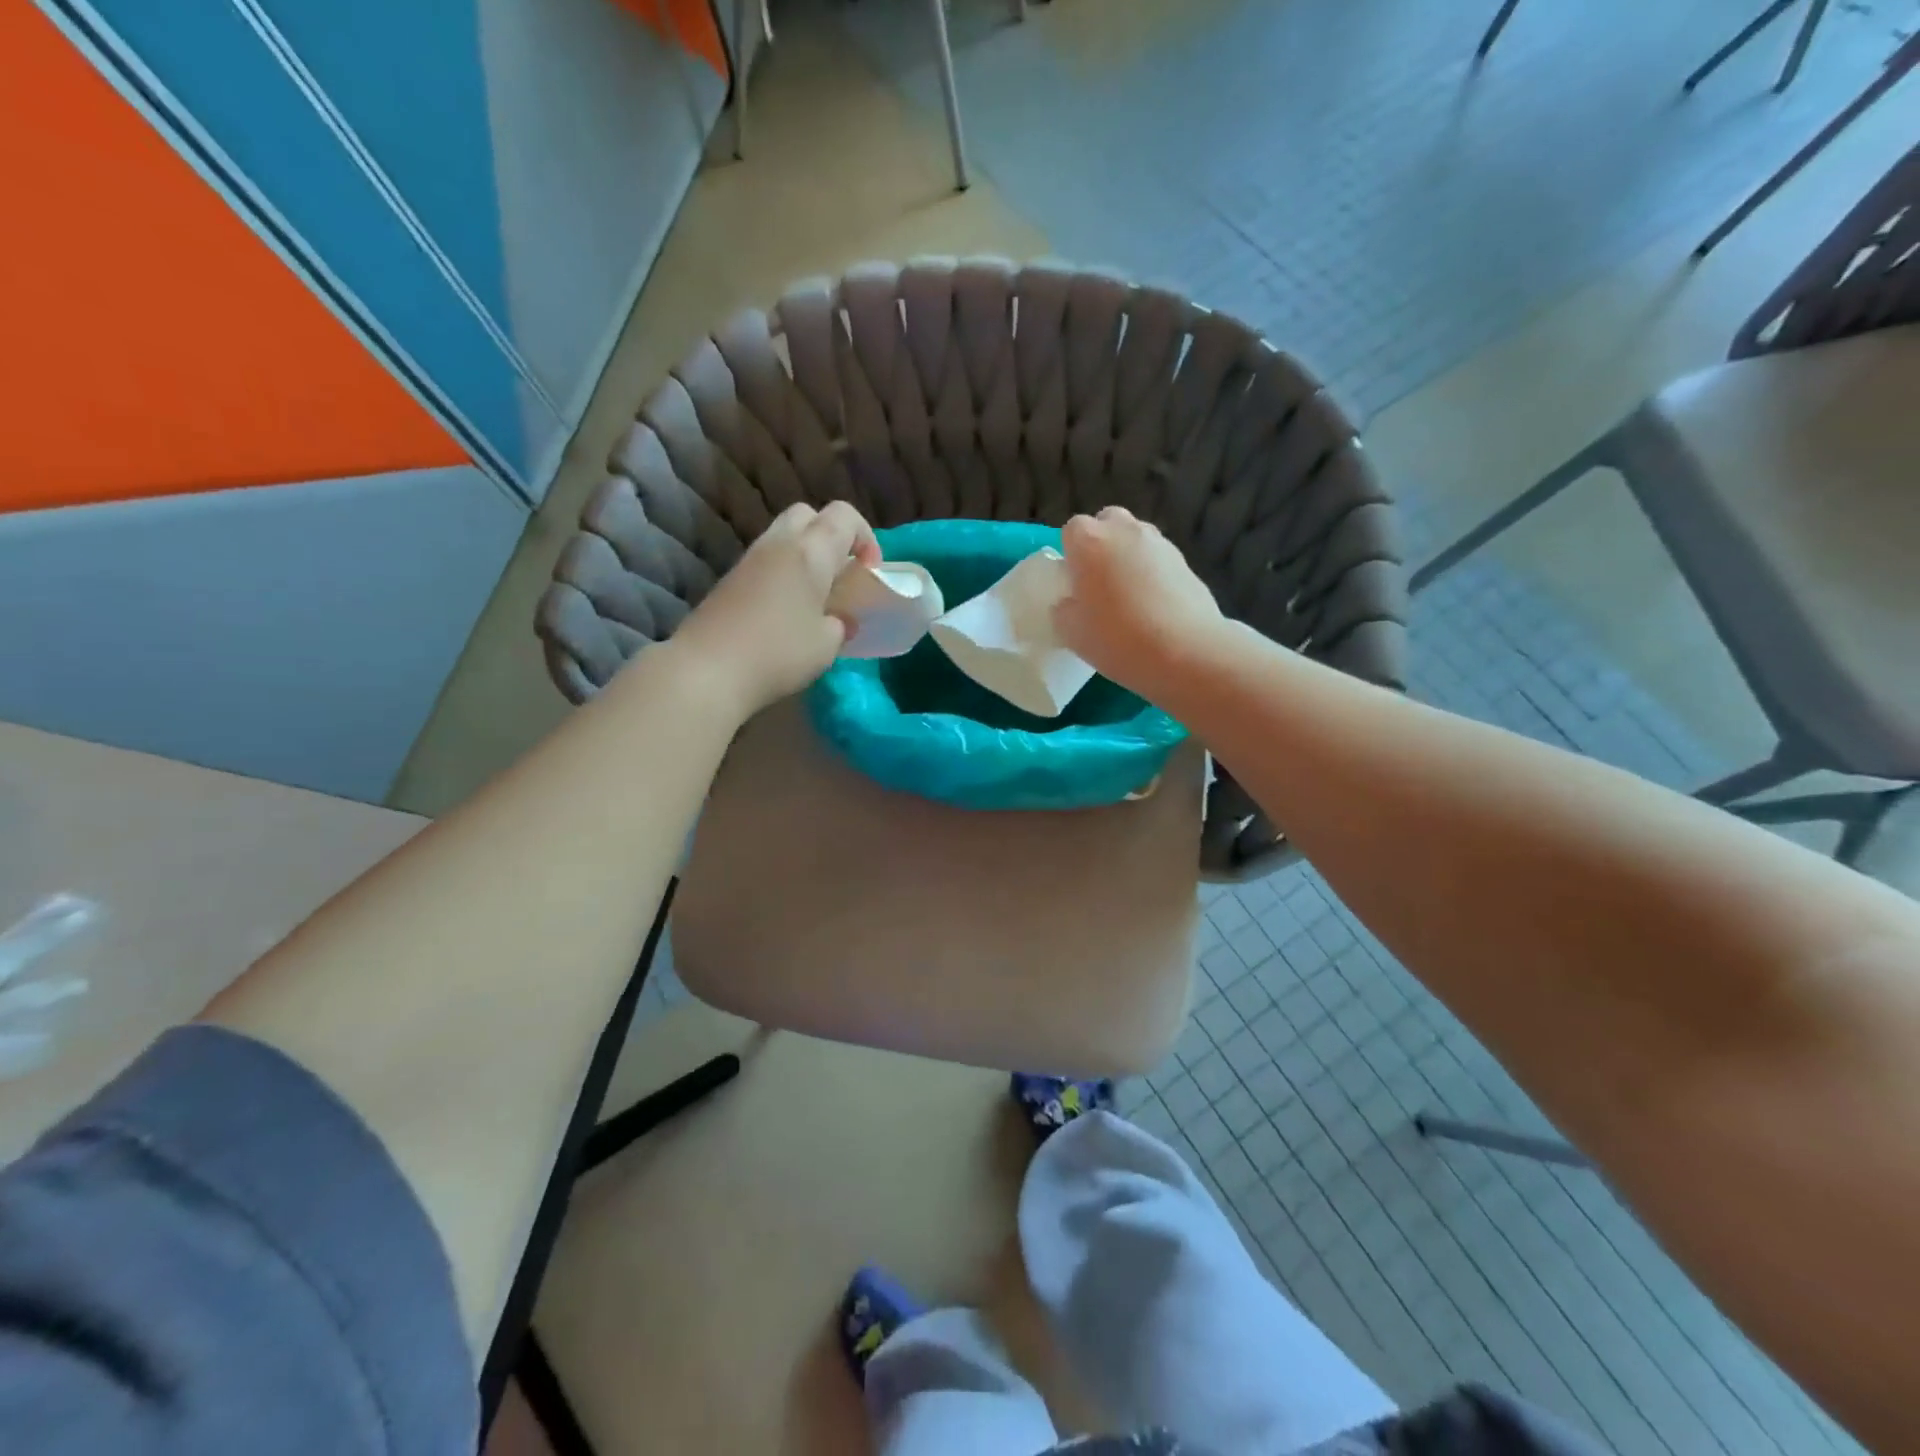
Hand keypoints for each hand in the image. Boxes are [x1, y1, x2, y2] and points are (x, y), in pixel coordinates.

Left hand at [670, 500, 880, 718]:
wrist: (707, 669)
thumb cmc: (778, 653)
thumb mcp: (826, 645)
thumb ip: (840, 625)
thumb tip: (840, 620)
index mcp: (810, 551)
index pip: (844, 515)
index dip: (865, 536)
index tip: (869, 571)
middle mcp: (779, 544)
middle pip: (808, 514)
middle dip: (830, 536)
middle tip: (841, 573)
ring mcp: (749, 559)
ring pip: (783, 536)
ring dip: (805, 555)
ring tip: (816, 595)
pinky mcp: (730, 580)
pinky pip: (765, 561)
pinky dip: (783, 572)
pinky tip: (787, 609)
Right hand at [1053, 507, 1222, 700]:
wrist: (1187, 652)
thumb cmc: (1118, 638)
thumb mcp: (1071, 633)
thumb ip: (1063, 610)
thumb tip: (1069, 603)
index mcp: (1090, 541)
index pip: (1072, 530)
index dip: (1071, 554)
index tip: (1072, 582)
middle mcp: (1125, 531)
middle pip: (1108, 522)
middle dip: (1101, 545)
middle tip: (1098, 583)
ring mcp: (1160, 544)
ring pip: (1136, 539)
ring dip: (1128, 557)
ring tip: (1128, 597)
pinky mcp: (1186, 562)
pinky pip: (1159, 560)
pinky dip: (1153, 574)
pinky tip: (1154, 607)